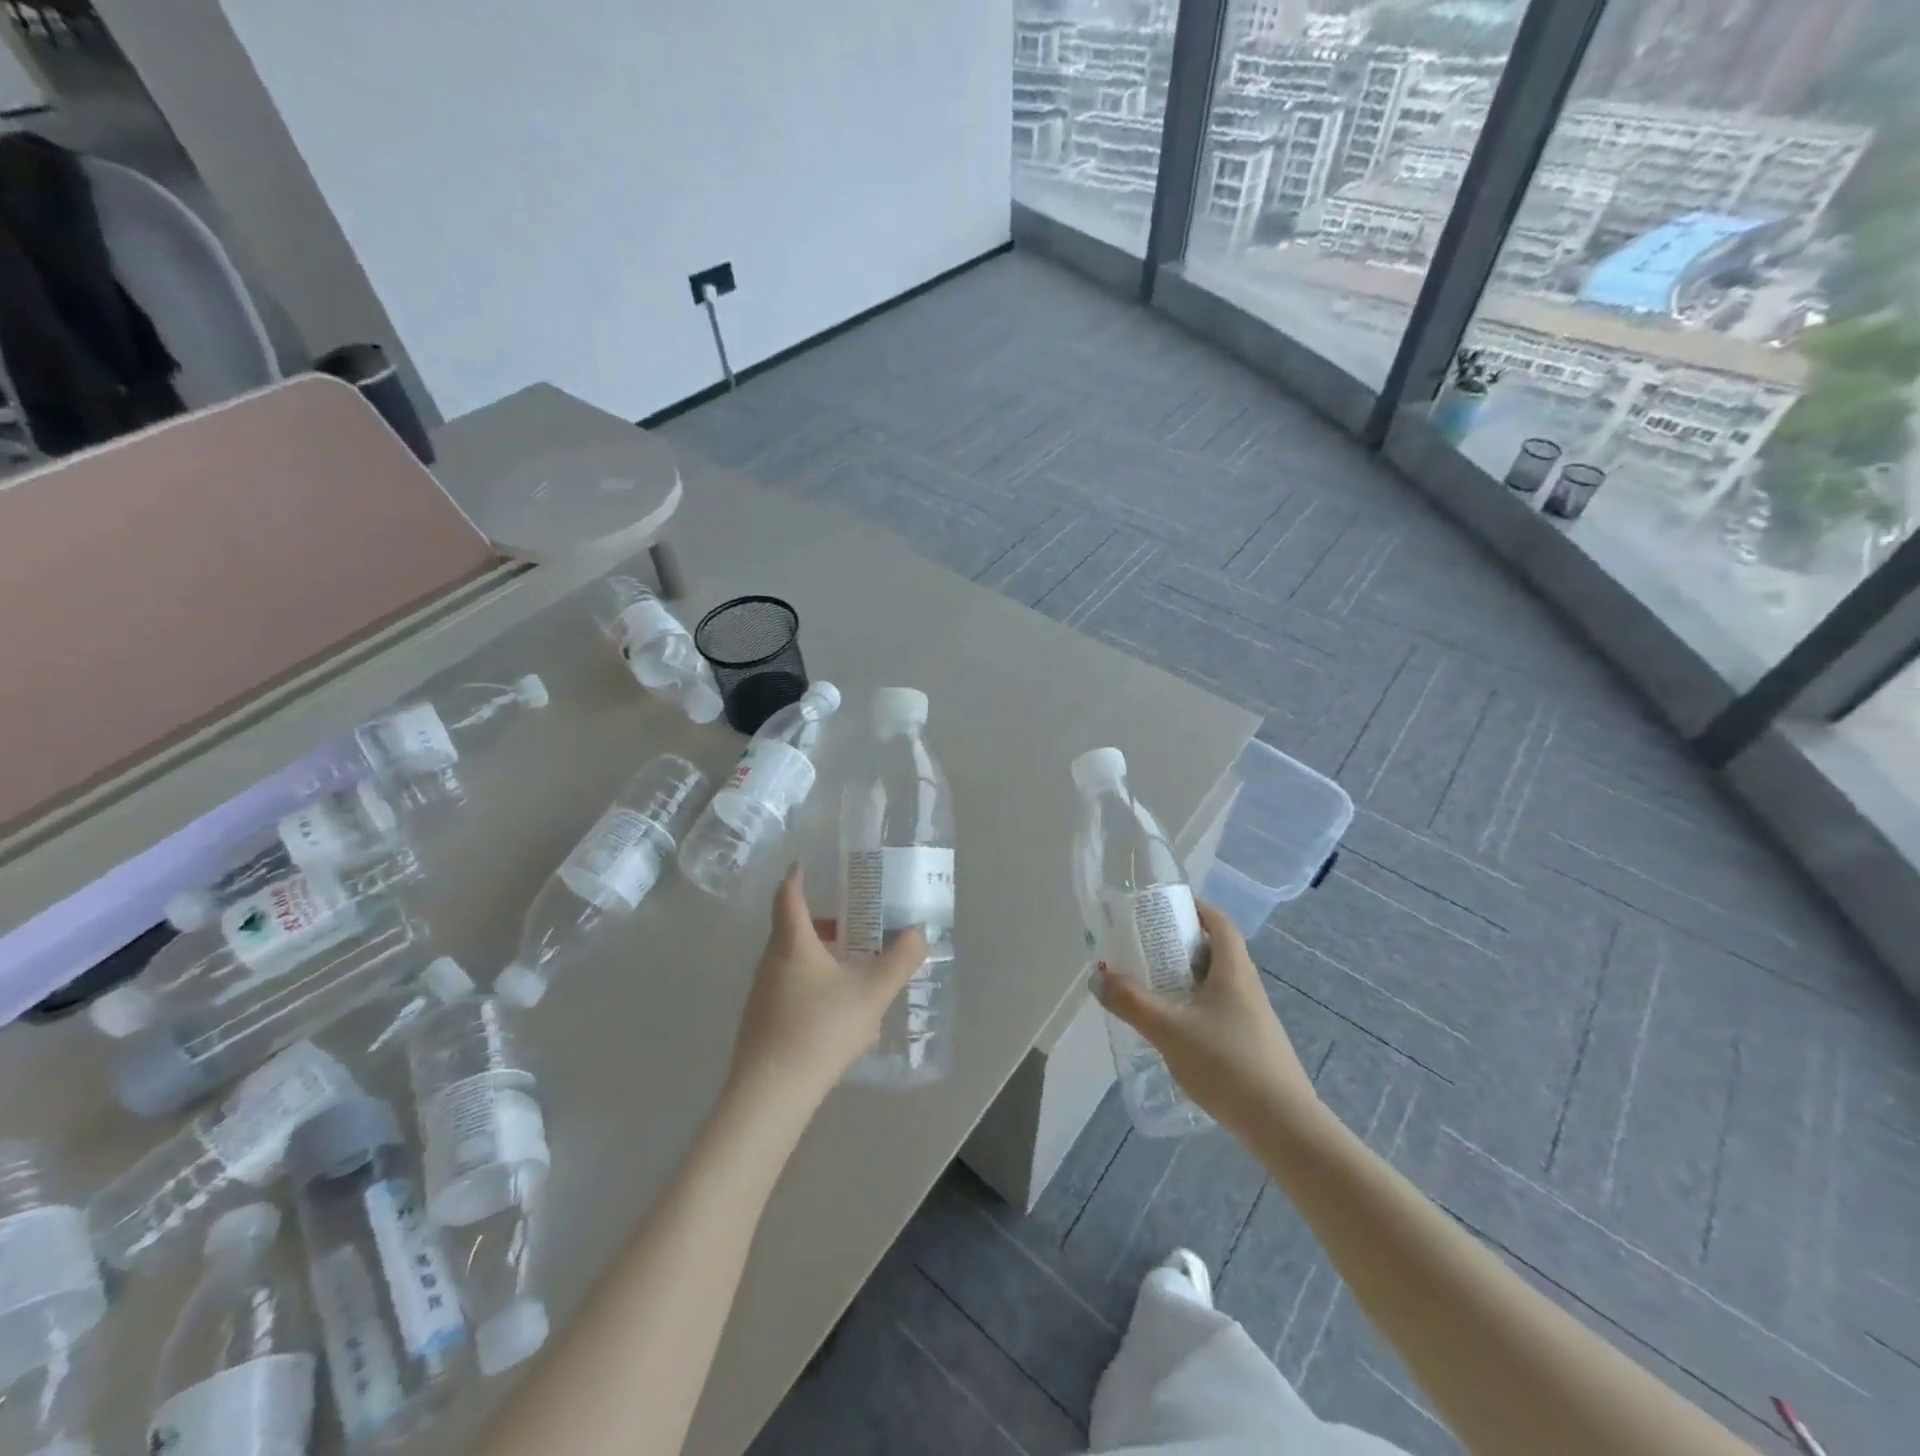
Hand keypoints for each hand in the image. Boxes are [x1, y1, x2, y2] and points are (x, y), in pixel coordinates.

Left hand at [727, 865, 928, 1105]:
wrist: (771, 1093)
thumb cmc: (821, 1028)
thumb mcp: (872, 993)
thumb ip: (900, 961)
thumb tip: (920, 933)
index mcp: (793, 943)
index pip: (788, 895)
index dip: (797, 876)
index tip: (806, 863)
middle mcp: (771, 961)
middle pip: (790, 928)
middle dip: (819, 919)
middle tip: (850, 916)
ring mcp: (761, 994)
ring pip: (790, 962)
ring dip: (817, 955)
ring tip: (850, 964)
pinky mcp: (761, 1023)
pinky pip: (789, 989)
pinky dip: (811, 985)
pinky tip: (837, 1011)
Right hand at [1094, 900, 1321, 1138]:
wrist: (1282, 1125)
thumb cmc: (1226, 1063)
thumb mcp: (1168, 1030)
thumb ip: (1130, 1002)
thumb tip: (1098, 975)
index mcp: (1234, 970)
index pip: (1220, 923)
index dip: (1196, 909)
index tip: (1166, 909)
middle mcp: (1248, 987)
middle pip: (1217, 951)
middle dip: (1182, 945)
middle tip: (1147, 949)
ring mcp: (1254, 1018)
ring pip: (1218, 984)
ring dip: (1188, 978)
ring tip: (1154, 988)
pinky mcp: (1254, 1045)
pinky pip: (1221, 1010)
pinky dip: (1196, 1006)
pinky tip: (1176, 1030)